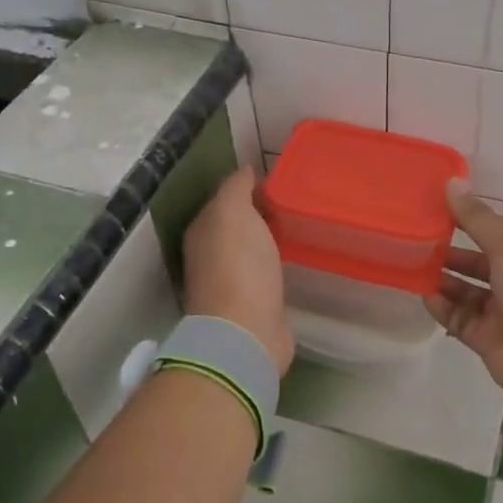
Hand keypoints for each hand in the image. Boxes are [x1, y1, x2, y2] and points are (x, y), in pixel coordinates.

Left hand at [182, 166, 293, 374]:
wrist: (246, 331)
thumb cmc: (239, 266)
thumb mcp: (233, 213)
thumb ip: (236, 188)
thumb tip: (245, 171)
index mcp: (203, 231)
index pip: (225, 200)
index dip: (250, 188)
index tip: (281, 181)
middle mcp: (211, 255)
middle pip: (238, 226)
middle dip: (261, 213)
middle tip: (295, 200)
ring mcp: (232, 281)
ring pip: (252, 249)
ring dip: (269, 238)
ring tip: (299, 224)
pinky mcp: (254, 303)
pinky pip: (266, 272)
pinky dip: (277, 262)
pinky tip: (295, 257)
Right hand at [426, 182, 502, 399]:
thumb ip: (476, 217)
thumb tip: (452, 183)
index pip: (496, 230)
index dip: (469, 218)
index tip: (435, 207)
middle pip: (478, 261)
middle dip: (450, 250)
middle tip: (417, 238)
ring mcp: (502, 311)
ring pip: (465, 289)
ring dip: (442, 277)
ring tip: (413, 264)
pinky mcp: (486, 338)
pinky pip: (458, 317)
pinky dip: (442, 306)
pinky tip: (424, 293)